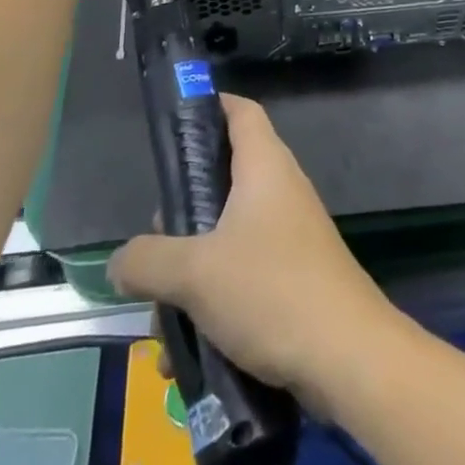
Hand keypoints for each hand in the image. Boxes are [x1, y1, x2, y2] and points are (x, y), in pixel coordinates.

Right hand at [107, 95, 400, 407]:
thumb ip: (147, 261)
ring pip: (224, 240)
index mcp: (264, 166)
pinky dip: (212, 307)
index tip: (173, 124)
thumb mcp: (195, 274)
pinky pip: (241, 278)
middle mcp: (280, 191)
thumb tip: (118, 262)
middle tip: (152, 251)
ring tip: (162, 325)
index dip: (209, 106)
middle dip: (180, 220)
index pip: (240, 111)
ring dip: (189, 279)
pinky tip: (185, 358)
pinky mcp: (292, 277)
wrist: (346, 355)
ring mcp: (289, 235)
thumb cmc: (271, 290)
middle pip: (221, 182)